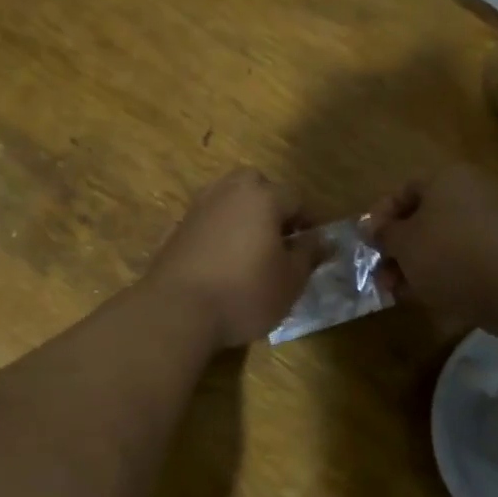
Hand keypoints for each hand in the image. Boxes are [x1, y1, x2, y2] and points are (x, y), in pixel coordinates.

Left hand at [144, 169, 321, 349]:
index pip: (296, 197)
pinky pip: (208, 219)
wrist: (176, 311)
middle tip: (282, 237)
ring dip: (244, 215)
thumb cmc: (244, 293)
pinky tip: (224, 259)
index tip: (316, 243)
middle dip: (272, 204)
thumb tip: (322, 239)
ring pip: (229, 198)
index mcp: (261, 197)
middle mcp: (228, 192)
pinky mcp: (176, 228)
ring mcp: (198, 208)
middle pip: (256, 185)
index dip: (310, 219)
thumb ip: (309, 254)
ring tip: (253, 247)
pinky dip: (220, 230)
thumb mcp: (290, 280)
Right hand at [370, 165, 497, 329]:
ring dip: (414, 268)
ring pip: (440, 245)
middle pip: (422, 220)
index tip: (368, 244)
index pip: (403, 191)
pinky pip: (462, 263)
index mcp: (445, 180)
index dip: (380, 217)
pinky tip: (428, 299)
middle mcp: (469, 196)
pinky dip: (442, 278)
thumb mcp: (404, 243)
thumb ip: (384, 235)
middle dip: (396, 250)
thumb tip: (371, 228)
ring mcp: (489, 227)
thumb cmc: (450, 252)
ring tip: (398, 294)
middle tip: (380, 277)